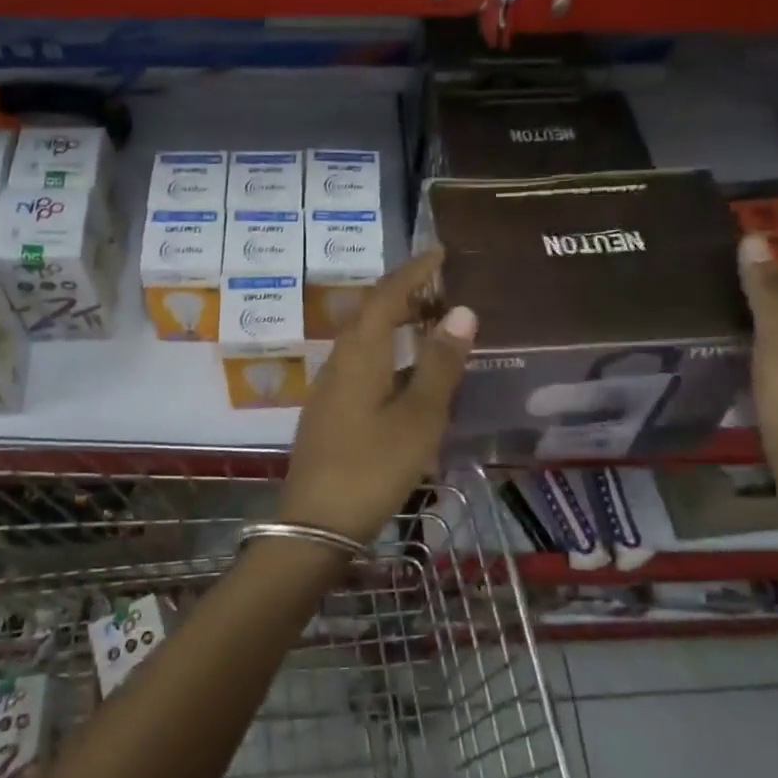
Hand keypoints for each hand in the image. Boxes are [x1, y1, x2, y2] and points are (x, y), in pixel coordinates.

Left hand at [277, 249, 477, 545]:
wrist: (315, 524)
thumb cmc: (372, 468)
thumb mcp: (418, 418)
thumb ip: (440, 365)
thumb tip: (462, 311)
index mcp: (359, 355)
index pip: (385, 296)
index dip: (412, 271)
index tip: (440, 253)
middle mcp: (339, 363)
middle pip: (370, 314)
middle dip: (404, 294)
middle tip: (441, 286)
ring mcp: (330, 390)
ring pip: (364, 342)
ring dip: (396, 325)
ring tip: (431, 324)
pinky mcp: (330, 414)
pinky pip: (361, 366)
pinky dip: (388, 355)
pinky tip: (407, 375)